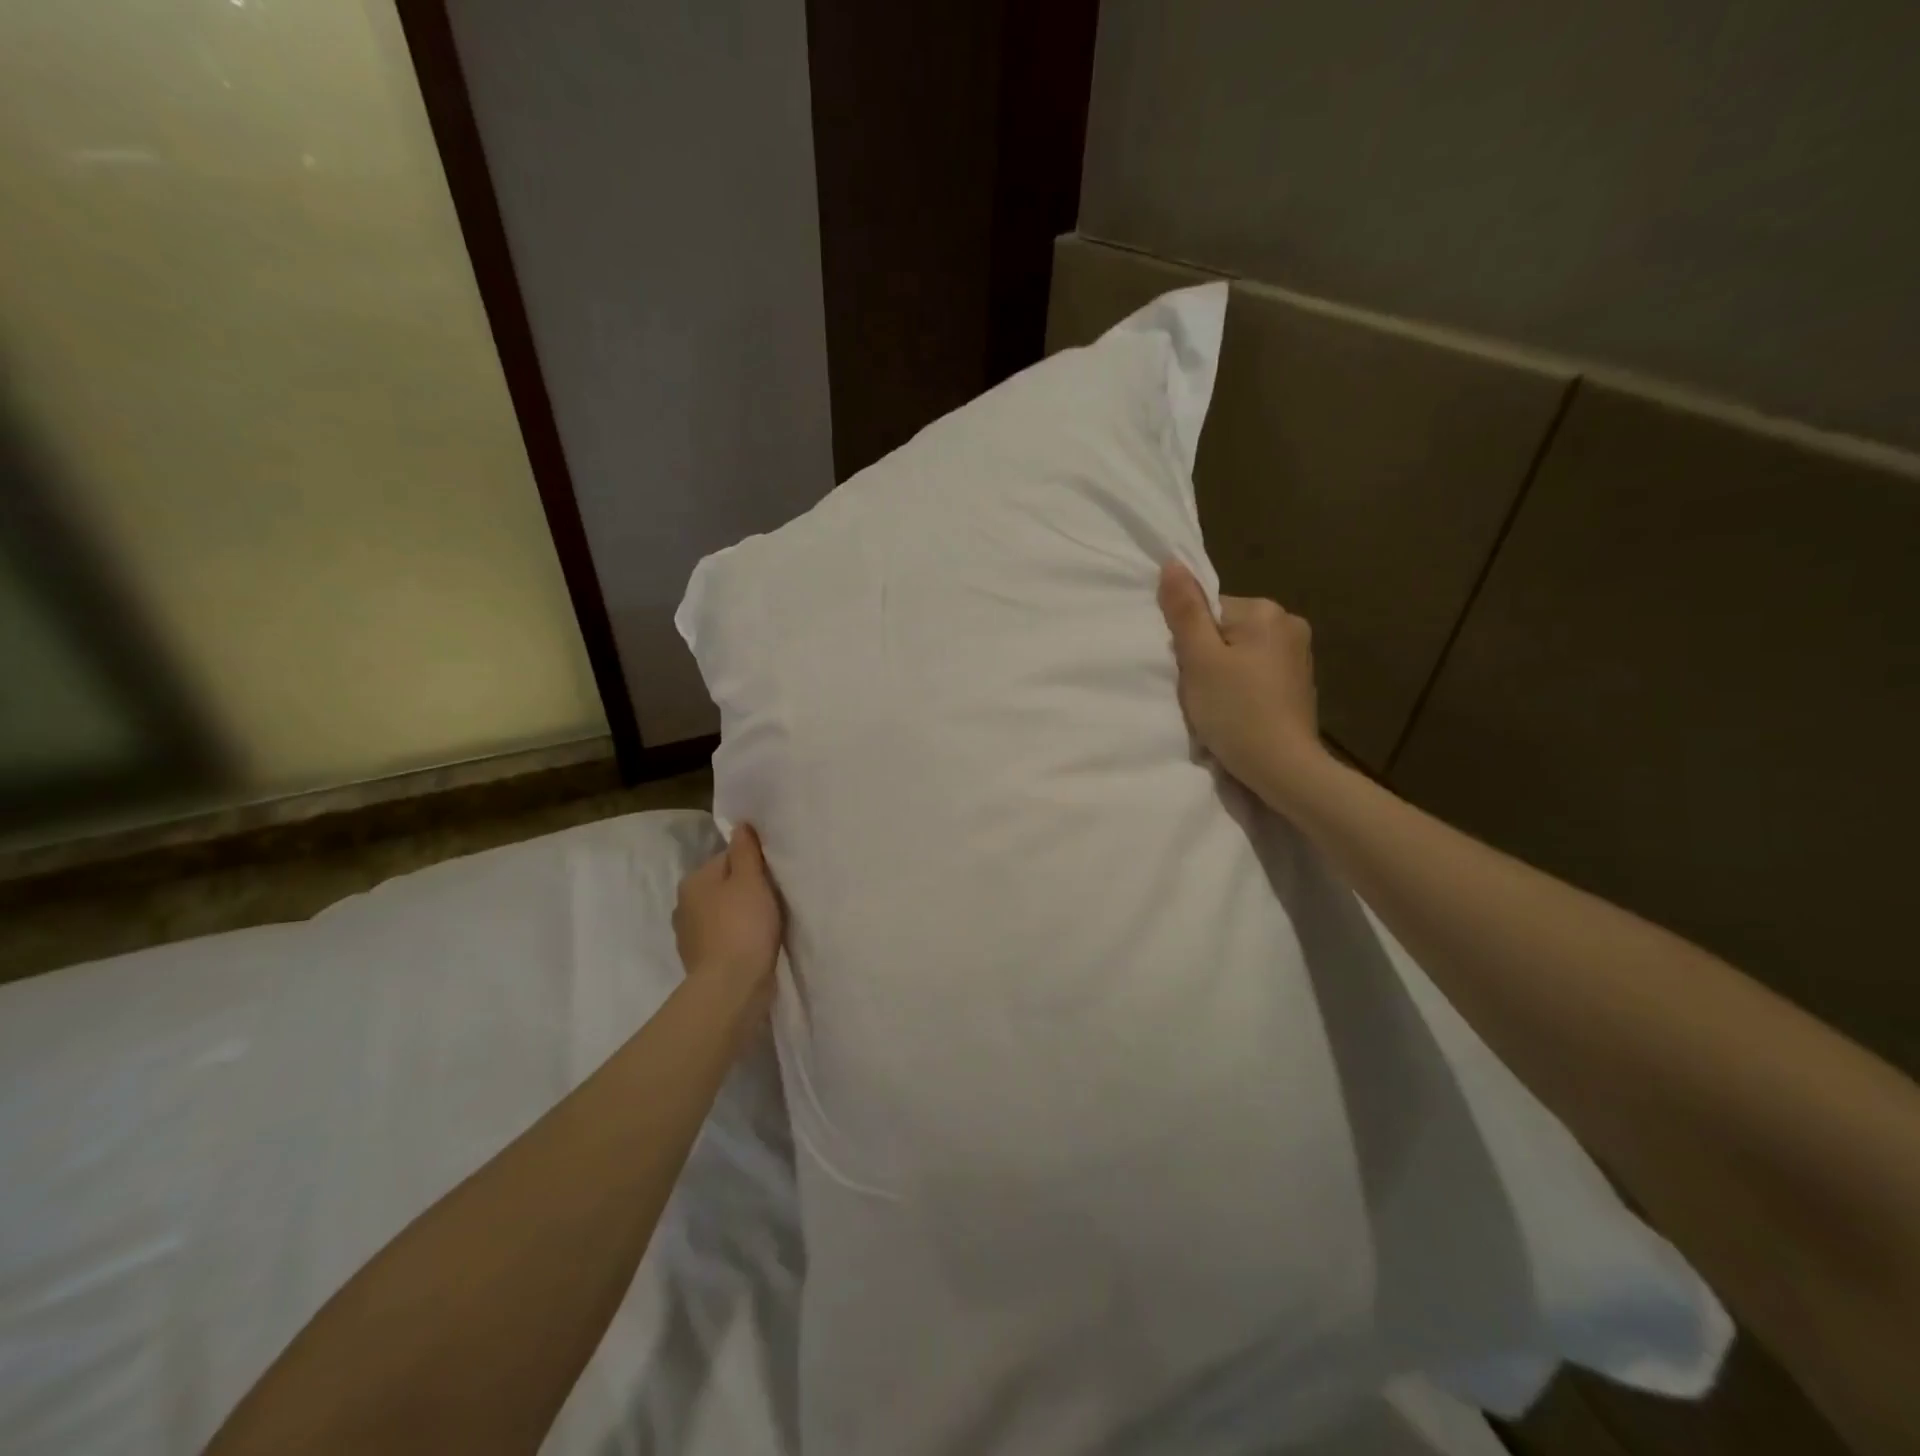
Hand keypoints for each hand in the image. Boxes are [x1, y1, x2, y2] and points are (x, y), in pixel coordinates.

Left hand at [674, 824, 783, 1020]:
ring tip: (766, 924)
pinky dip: (738, 938)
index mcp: (693, 881)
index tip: (772, 877)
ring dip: (741, 915)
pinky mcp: (701, 960)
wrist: (731, 986)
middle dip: (745, 890)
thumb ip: (746, 851)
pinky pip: (724, 937)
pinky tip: (755, 945)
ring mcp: (690, 935)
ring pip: (723, 912)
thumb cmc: (743, 925)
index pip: (727, 858)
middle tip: (774, 900)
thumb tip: (740, 825)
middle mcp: (684, 905)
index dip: (753, 864)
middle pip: (724, 885)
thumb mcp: (750, 879)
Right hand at [1158, 560, 1328, 810]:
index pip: (1210, 611)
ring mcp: (1300, 654)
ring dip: (1226, 673)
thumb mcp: (1199, 660)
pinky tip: (1240, 711)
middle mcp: (1289, 624)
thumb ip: (1185, 611)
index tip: (1193, 674)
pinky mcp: (1301, 682)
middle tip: (1204, 693)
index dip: (1192, 642)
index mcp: (1265, 611)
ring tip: (1221, 705)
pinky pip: (1258, 672)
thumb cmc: (1236, 711)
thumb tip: (1172, 563)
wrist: (1283, 767)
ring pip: (1242, 652)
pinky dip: (1244, 687)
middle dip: (1209, 657)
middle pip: (1226, 630)